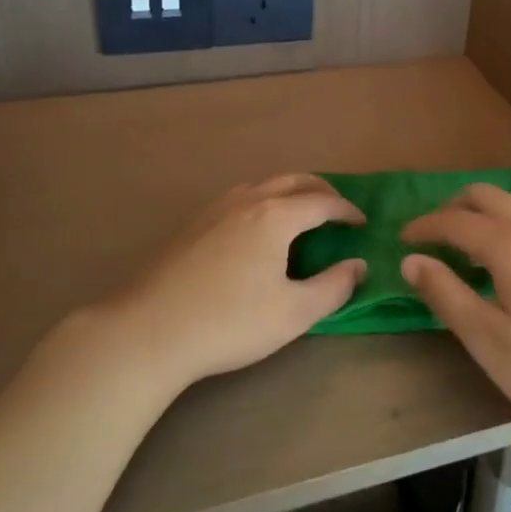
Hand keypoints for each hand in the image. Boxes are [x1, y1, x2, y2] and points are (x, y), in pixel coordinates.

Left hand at [108, 175, 366, 389]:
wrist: (149, 331)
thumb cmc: (230, 322)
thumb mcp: (294, 313)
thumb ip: (333, 287)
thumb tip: (358, 265)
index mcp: (275, 216)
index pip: (322, 202)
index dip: (347, 211)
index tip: (361, 224)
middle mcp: (247, 200)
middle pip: (293, 180)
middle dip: (321, 190)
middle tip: (337, 209)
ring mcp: (215, 209)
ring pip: (262, 185)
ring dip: (289, 191)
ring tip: (300, 214)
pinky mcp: (193, 224)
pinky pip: (239, 198)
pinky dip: (262, 201)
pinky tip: (256, 230)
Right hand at [400, 184, 510, 440]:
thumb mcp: (488, 340)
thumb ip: (447, 294)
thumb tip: (412, 260)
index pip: (456, 220)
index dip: (425, 226)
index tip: (403, 239)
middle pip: (488, 195)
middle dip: (454, 207)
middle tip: (434, 235)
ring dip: (487, 211)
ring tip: (471, 244)